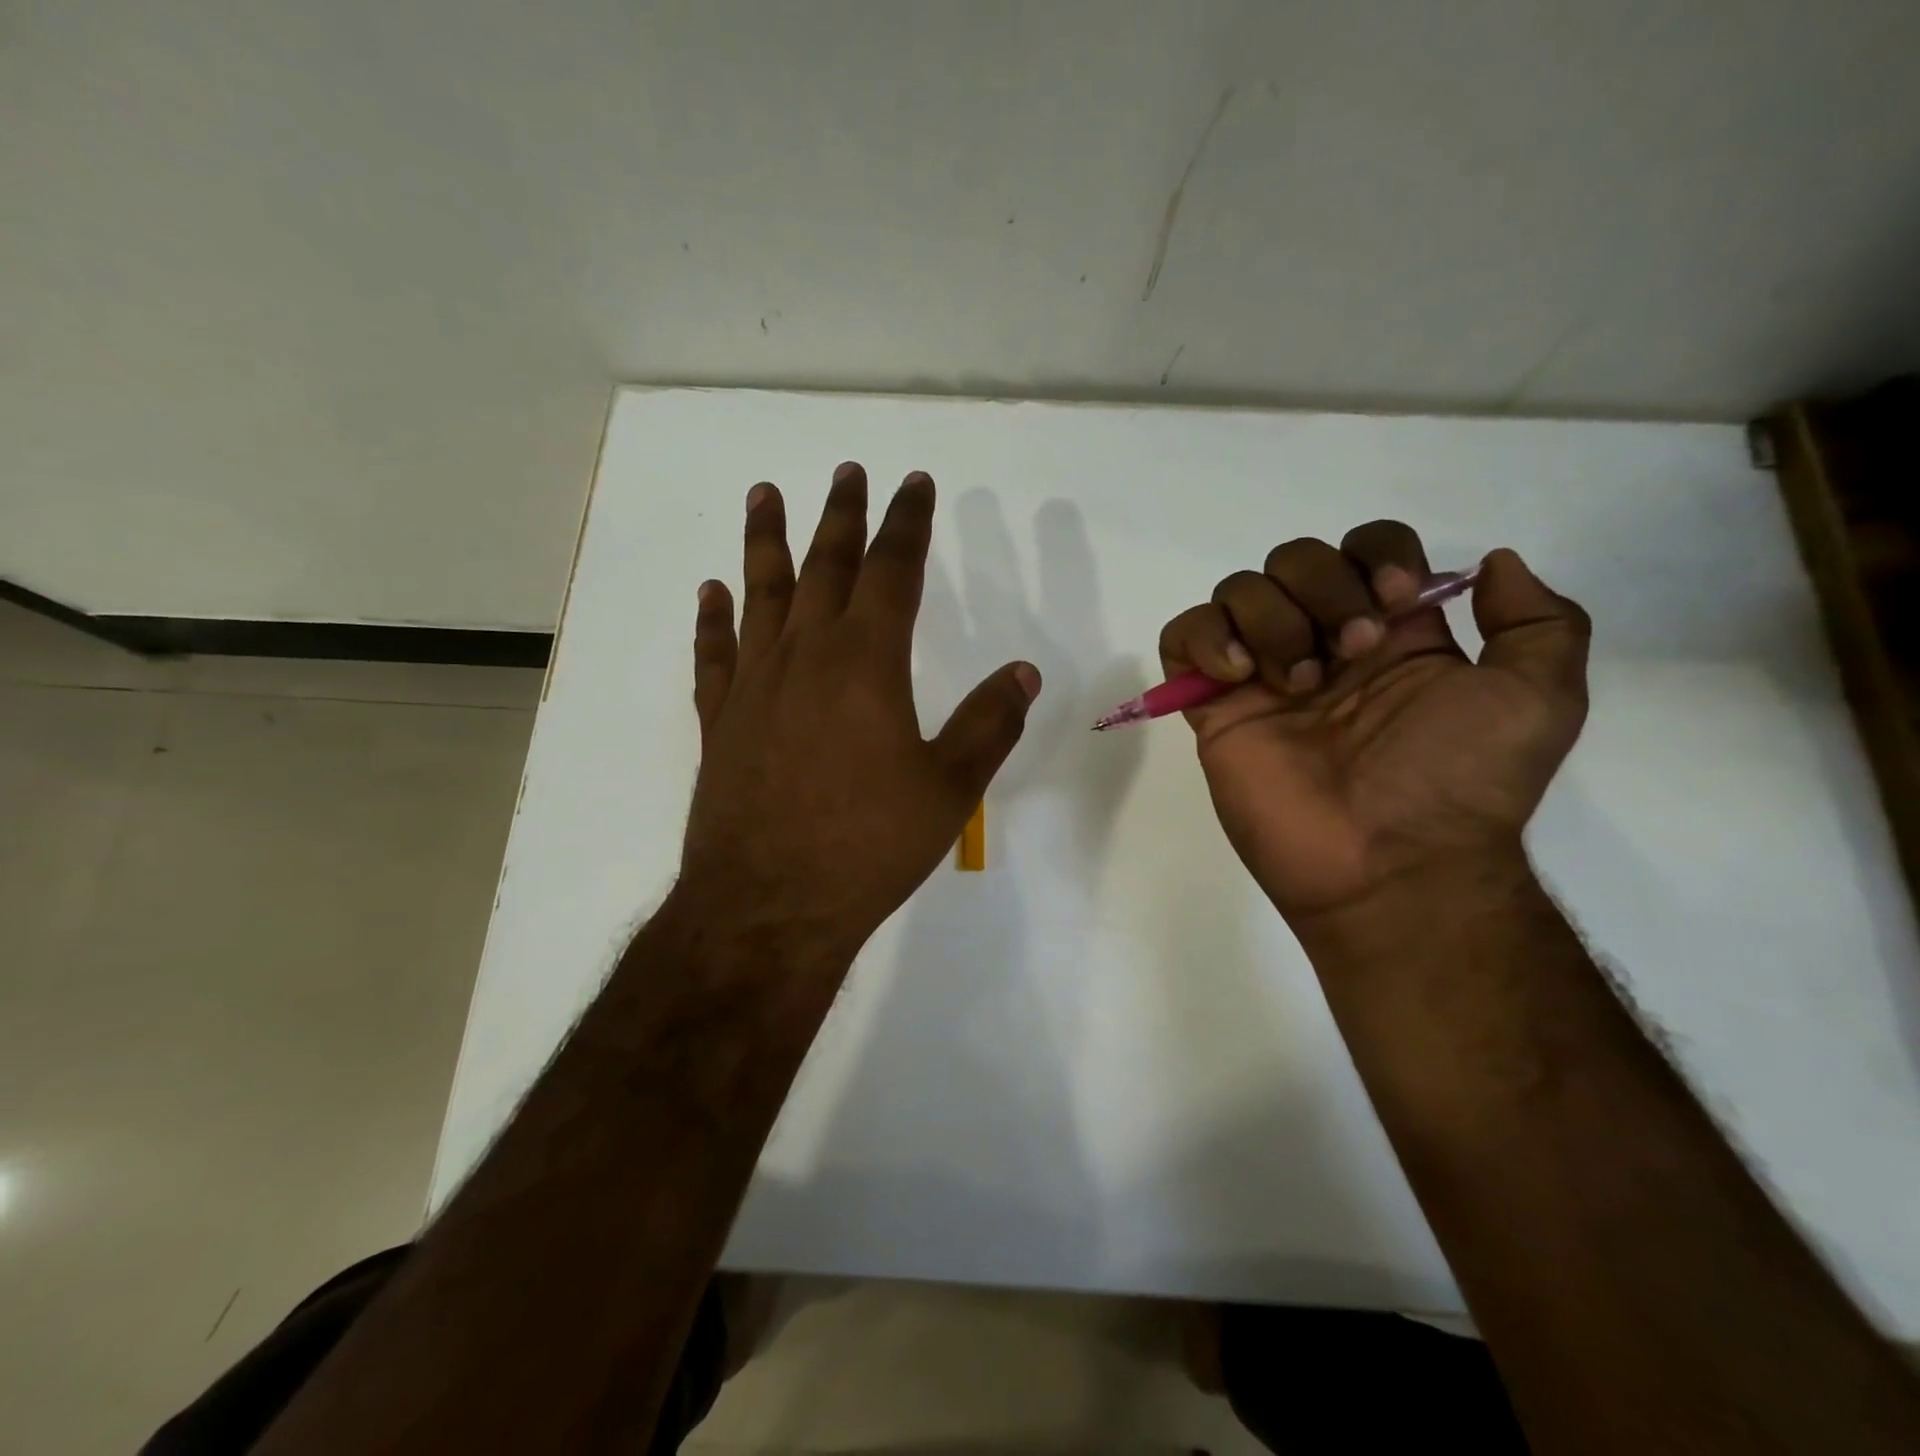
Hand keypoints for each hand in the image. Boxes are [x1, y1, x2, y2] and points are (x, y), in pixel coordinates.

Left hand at [677, 462, 1041, 959]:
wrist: (770, 906)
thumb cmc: (868, 846)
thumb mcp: (949, 790)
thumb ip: (987, 724)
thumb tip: (1022, 672)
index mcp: (866, 663)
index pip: (893, 571)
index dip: (906, 523)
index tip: (914, 484)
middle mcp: (806, 657)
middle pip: (825, 566)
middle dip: (842, 516)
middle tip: (848, 471)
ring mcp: (755, 686)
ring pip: (760, 594)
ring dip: (765, 541)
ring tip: (765, 493)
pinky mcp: (721, 722)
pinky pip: (714, 654)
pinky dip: (712, 619)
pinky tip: (712, 591)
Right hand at [1158, 522, 1588, 923]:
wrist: (1387, 863)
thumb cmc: (1458, 782)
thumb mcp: (1539, 698)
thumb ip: (1538, 622)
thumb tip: (1492, 563)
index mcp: (1392, 634)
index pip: (1364, 547)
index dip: (1374, 555)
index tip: (1393, 604)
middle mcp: (1323, 643)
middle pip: (1294, 558)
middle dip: (1322, 589)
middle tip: (1349, 655)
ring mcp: (1262, 675)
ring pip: (1238, 590)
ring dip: (1271, 620)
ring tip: (1296, 684)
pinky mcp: (1214, 707)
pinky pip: (1182, 638)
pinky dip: (1204, 638)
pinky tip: (1238, 676)